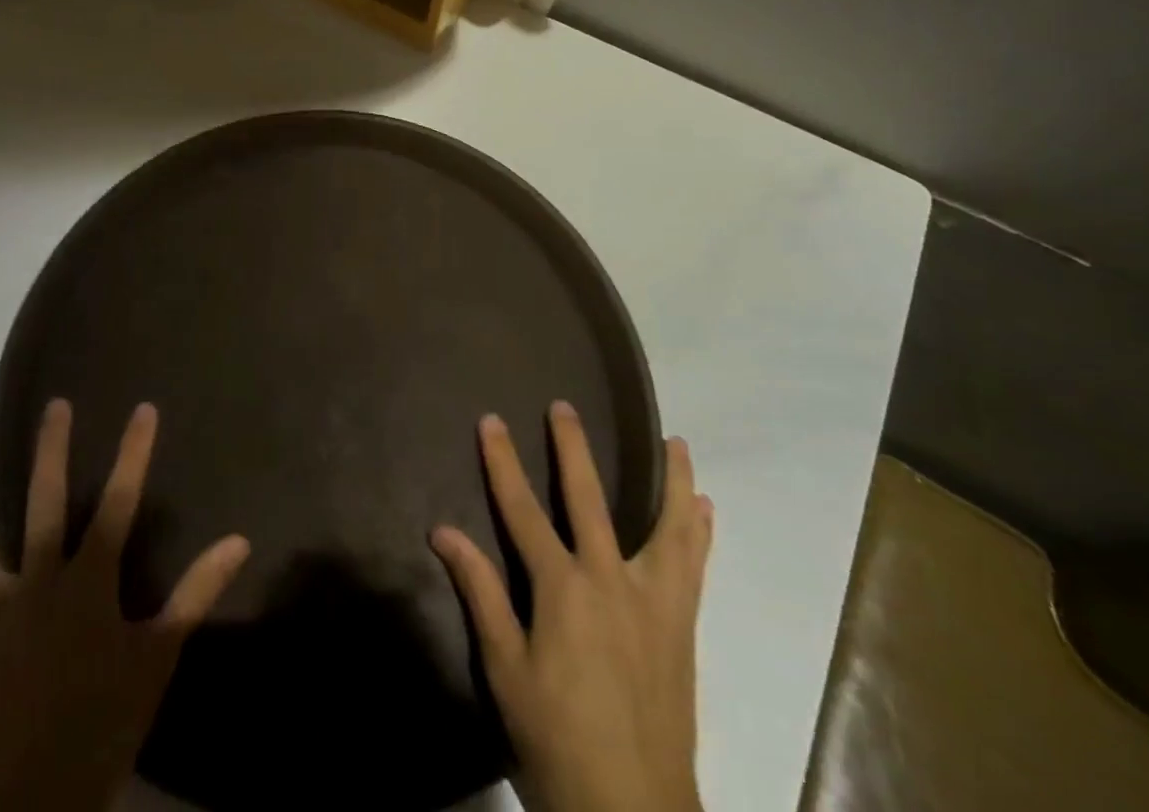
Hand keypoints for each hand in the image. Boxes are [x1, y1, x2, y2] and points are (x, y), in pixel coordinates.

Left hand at [0, 401, 249, 811]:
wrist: (41, 799)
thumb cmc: (107, 721)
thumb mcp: (161, 655)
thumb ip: (197, 593)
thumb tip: (239, 541)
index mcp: (88, 582)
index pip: (119, 502)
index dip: (133, 454)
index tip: (143, 408)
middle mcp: (38, 585)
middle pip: (43, 506)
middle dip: (50, 453)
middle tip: (53, 406)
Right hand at [431, 405, 713, 811]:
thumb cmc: (557, 741)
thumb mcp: (506, 670)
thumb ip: (481, 594)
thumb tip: (443, 531)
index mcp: (563, 590)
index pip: (522, 510)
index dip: (502, 462)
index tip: (491, 421)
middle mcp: (611, 581)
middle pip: (590, 499)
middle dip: (573, 449)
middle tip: (563, 407)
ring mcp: (655, 602)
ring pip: (667, 526)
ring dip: (671, 481)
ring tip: (675, 442)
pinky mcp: (682, 627)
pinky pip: (695, 568)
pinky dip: (699, 533)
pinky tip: (705, 509)